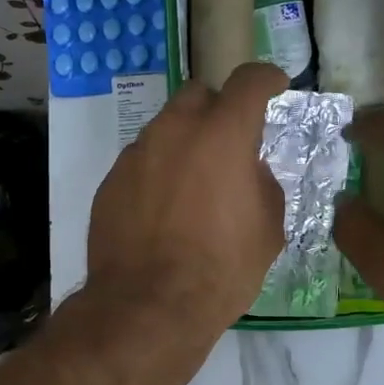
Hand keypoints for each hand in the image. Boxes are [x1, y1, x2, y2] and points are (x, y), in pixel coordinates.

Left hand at [86, 62, 287, 334]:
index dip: (266, 79)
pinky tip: (161, 210)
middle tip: (229, 142)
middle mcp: (173, 131)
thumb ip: (261, 183)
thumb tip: (246, 171)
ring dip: (183, 144)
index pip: (248, 81)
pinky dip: (156, 173)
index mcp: (222, 134)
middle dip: (217, 109)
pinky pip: (140, 163)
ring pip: (164, 130)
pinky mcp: (109, 182)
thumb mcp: (267, 228)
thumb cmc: (221, 268)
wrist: (147, 305)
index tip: (274, 86)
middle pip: (198, 95)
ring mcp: (135, 155)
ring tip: (192, 185)